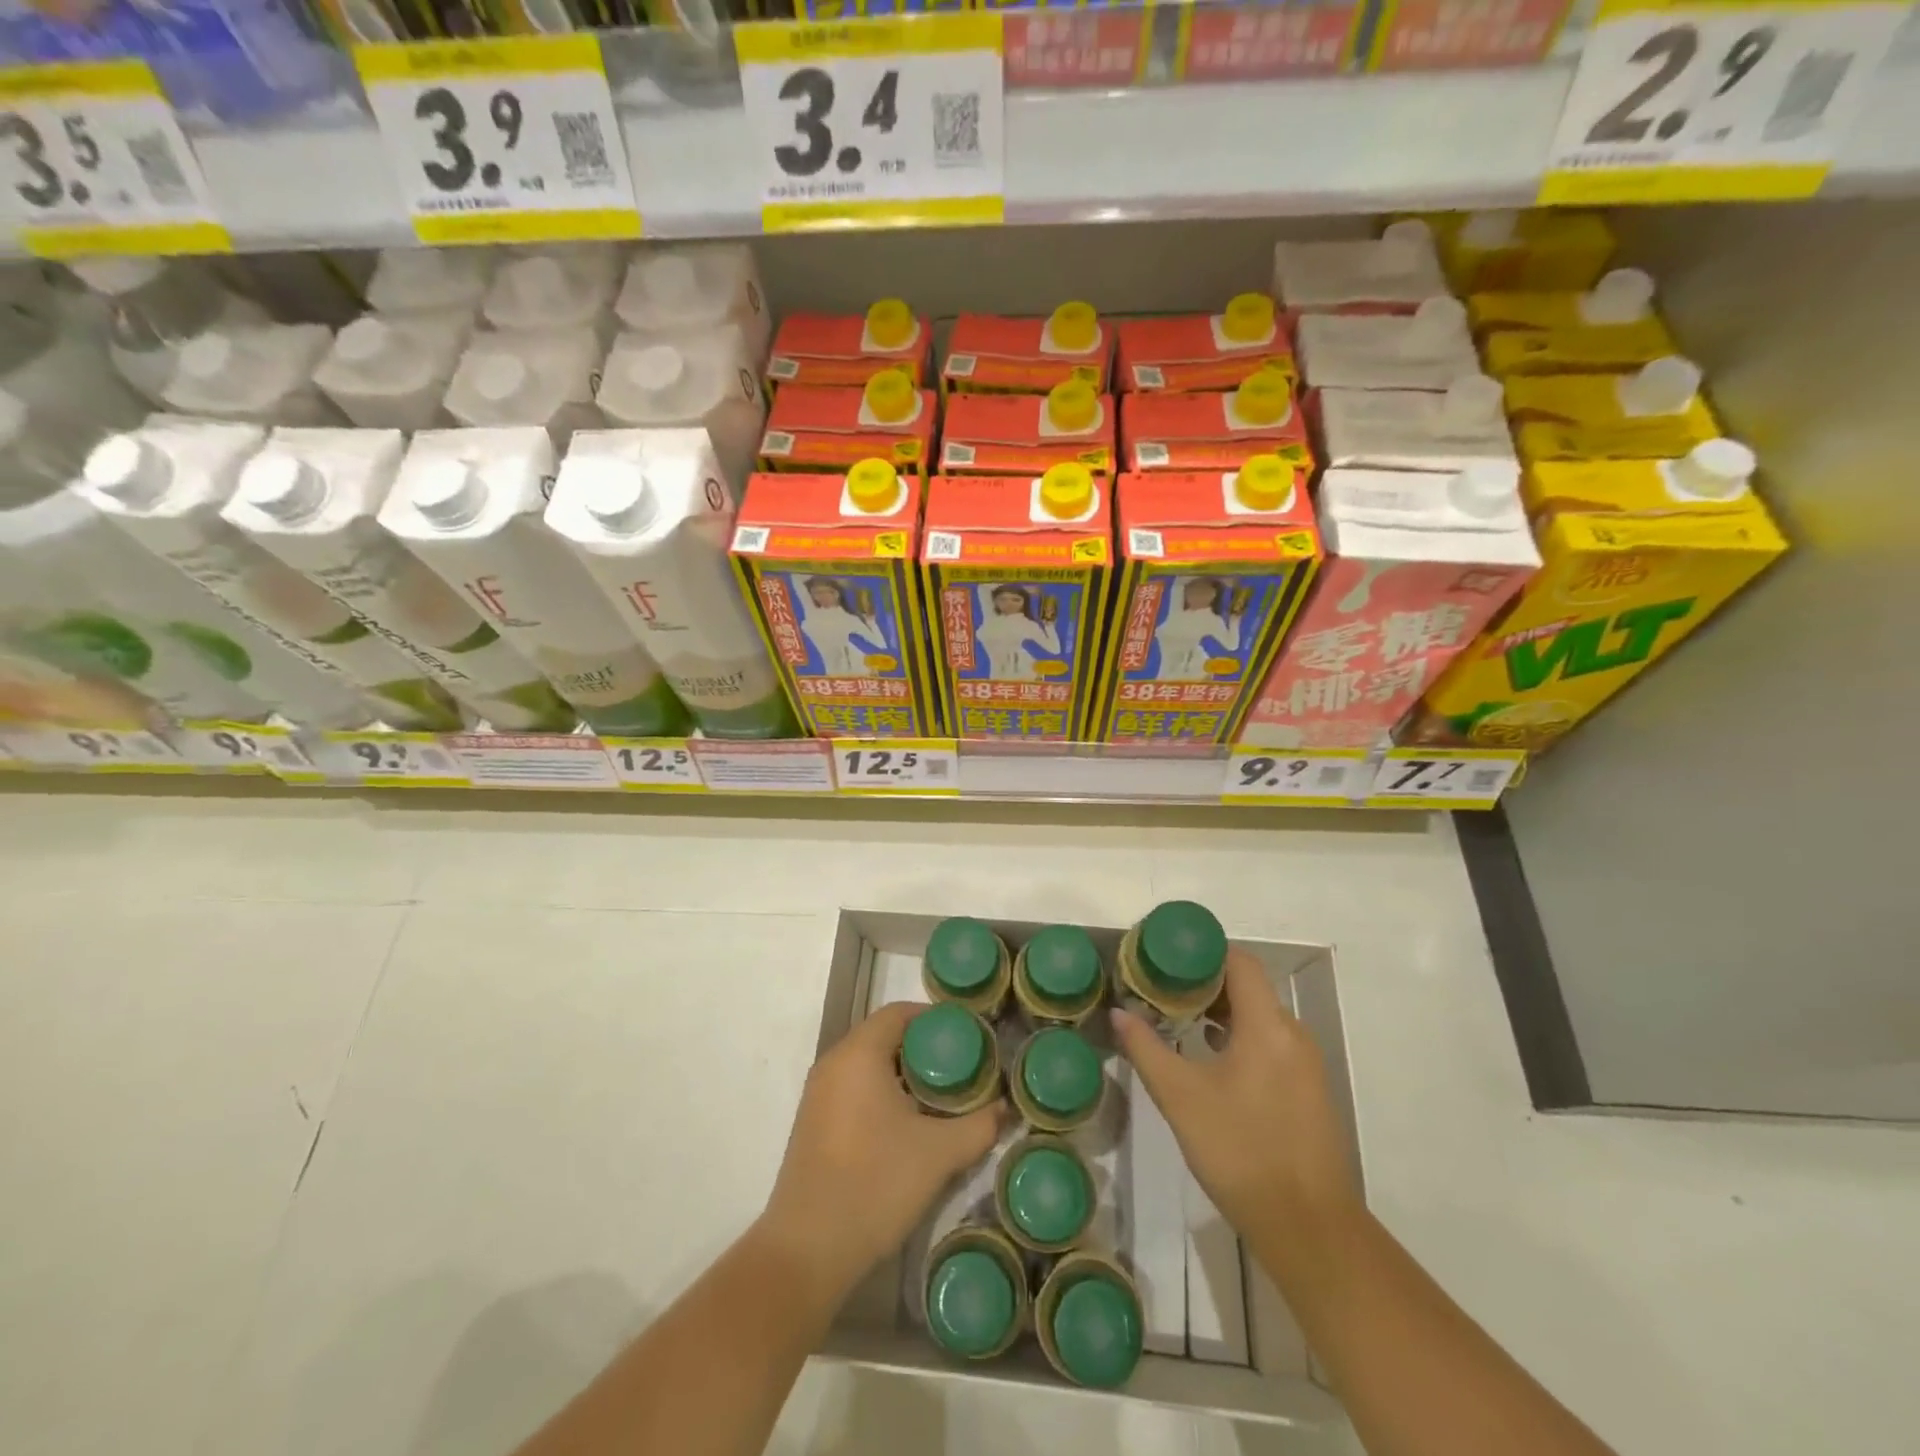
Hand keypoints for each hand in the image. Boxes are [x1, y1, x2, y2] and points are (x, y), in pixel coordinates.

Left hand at [758, 1001, 1004, 1309]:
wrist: (808, 1250)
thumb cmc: (876, 1184)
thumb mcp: (939, 1154)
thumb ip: (979, 1125)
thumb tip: (1005, 1108)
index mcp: (859, 1054)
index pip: (899, 1013)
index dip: (935, 1019)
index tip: (968, 1037)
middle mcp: (833, 1063)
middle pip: (884, 1036)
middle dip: (924, 1048)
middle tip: (961, 1068)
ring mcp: (818, 1094)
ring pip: (868, 1065)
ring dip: (903, 1073)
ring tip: (941, 1097)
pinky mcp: (813, 1122)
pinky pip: (854, 1088)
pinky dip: (882, 1092)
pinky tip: (907, 1124)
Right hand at [1112, 949, 1355, 1241]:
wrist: (1308, 1229)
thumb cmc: (1240, 1151)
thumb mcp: (1180, 1097)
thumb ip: (1146, 1049)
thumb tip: (1118, 1013)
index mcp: (1267, 1026)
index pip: (1239, 962)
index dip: (1203, 951)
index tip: (1166, 956)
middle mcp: (1292, 1035)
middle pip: (1249, 986)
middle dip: (1204, 981)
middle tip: (1161, 986)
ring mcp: (1304, 1064)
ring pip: (1259, 1016)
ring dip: (1220, 1010)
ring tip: (1177, 1017)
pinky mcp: (1307, 1090)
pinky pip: (1270, 1042)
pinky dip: (1239, 1035)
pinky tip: (1209, 1056)